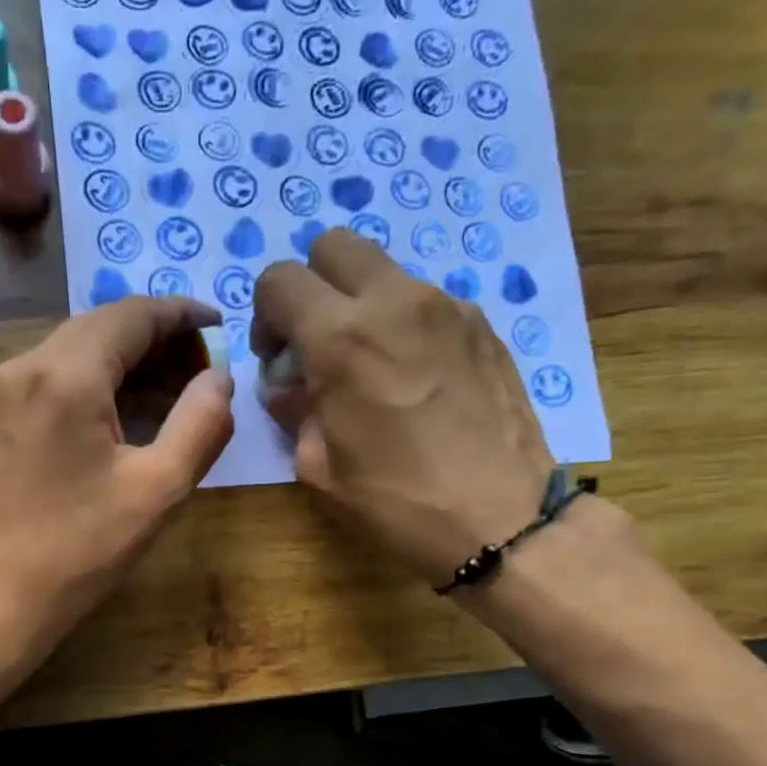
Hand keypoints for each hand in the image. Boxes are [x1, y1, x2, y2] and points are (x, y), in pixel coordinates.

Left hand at [0, 296, 233, 655]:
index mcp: (65, 375)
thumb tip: (221, 377)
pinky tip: (131, 411)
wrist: (2, 596)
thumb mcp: (158, 488)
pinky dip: (100, 380)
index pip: (132, 315)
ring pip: (79, 348)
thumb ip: (201, 423)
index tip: (221, 327)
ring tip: (177, 392)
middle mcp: (26, 365)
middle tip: (204, 371)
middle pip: (103, 326)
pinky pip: (57, 375)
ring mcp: (5, 389)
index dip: (182, 315)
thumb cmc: (83, 548)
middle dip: (158, 339)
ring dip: (130, 360)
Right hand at [254, 232, 555, 588]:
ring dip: (361, 307)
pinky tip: (416, 381)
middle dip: (312, 287)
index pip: (279, 280)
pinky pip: (425, 303)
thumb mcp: (319, 469)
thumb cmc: (397, 501)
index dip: (265, 316)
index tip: (278, 359)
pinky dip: (404, 326)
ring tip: (372, 369)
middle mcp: (394, 302)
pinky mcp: (482, 324)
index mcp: (341, 339)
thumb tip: (288, 388)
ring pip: (384, 274)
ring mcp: (446, 307)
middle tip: (317, 344)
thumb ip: (294, 413)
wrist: (501, 519)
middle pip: (334, 247)